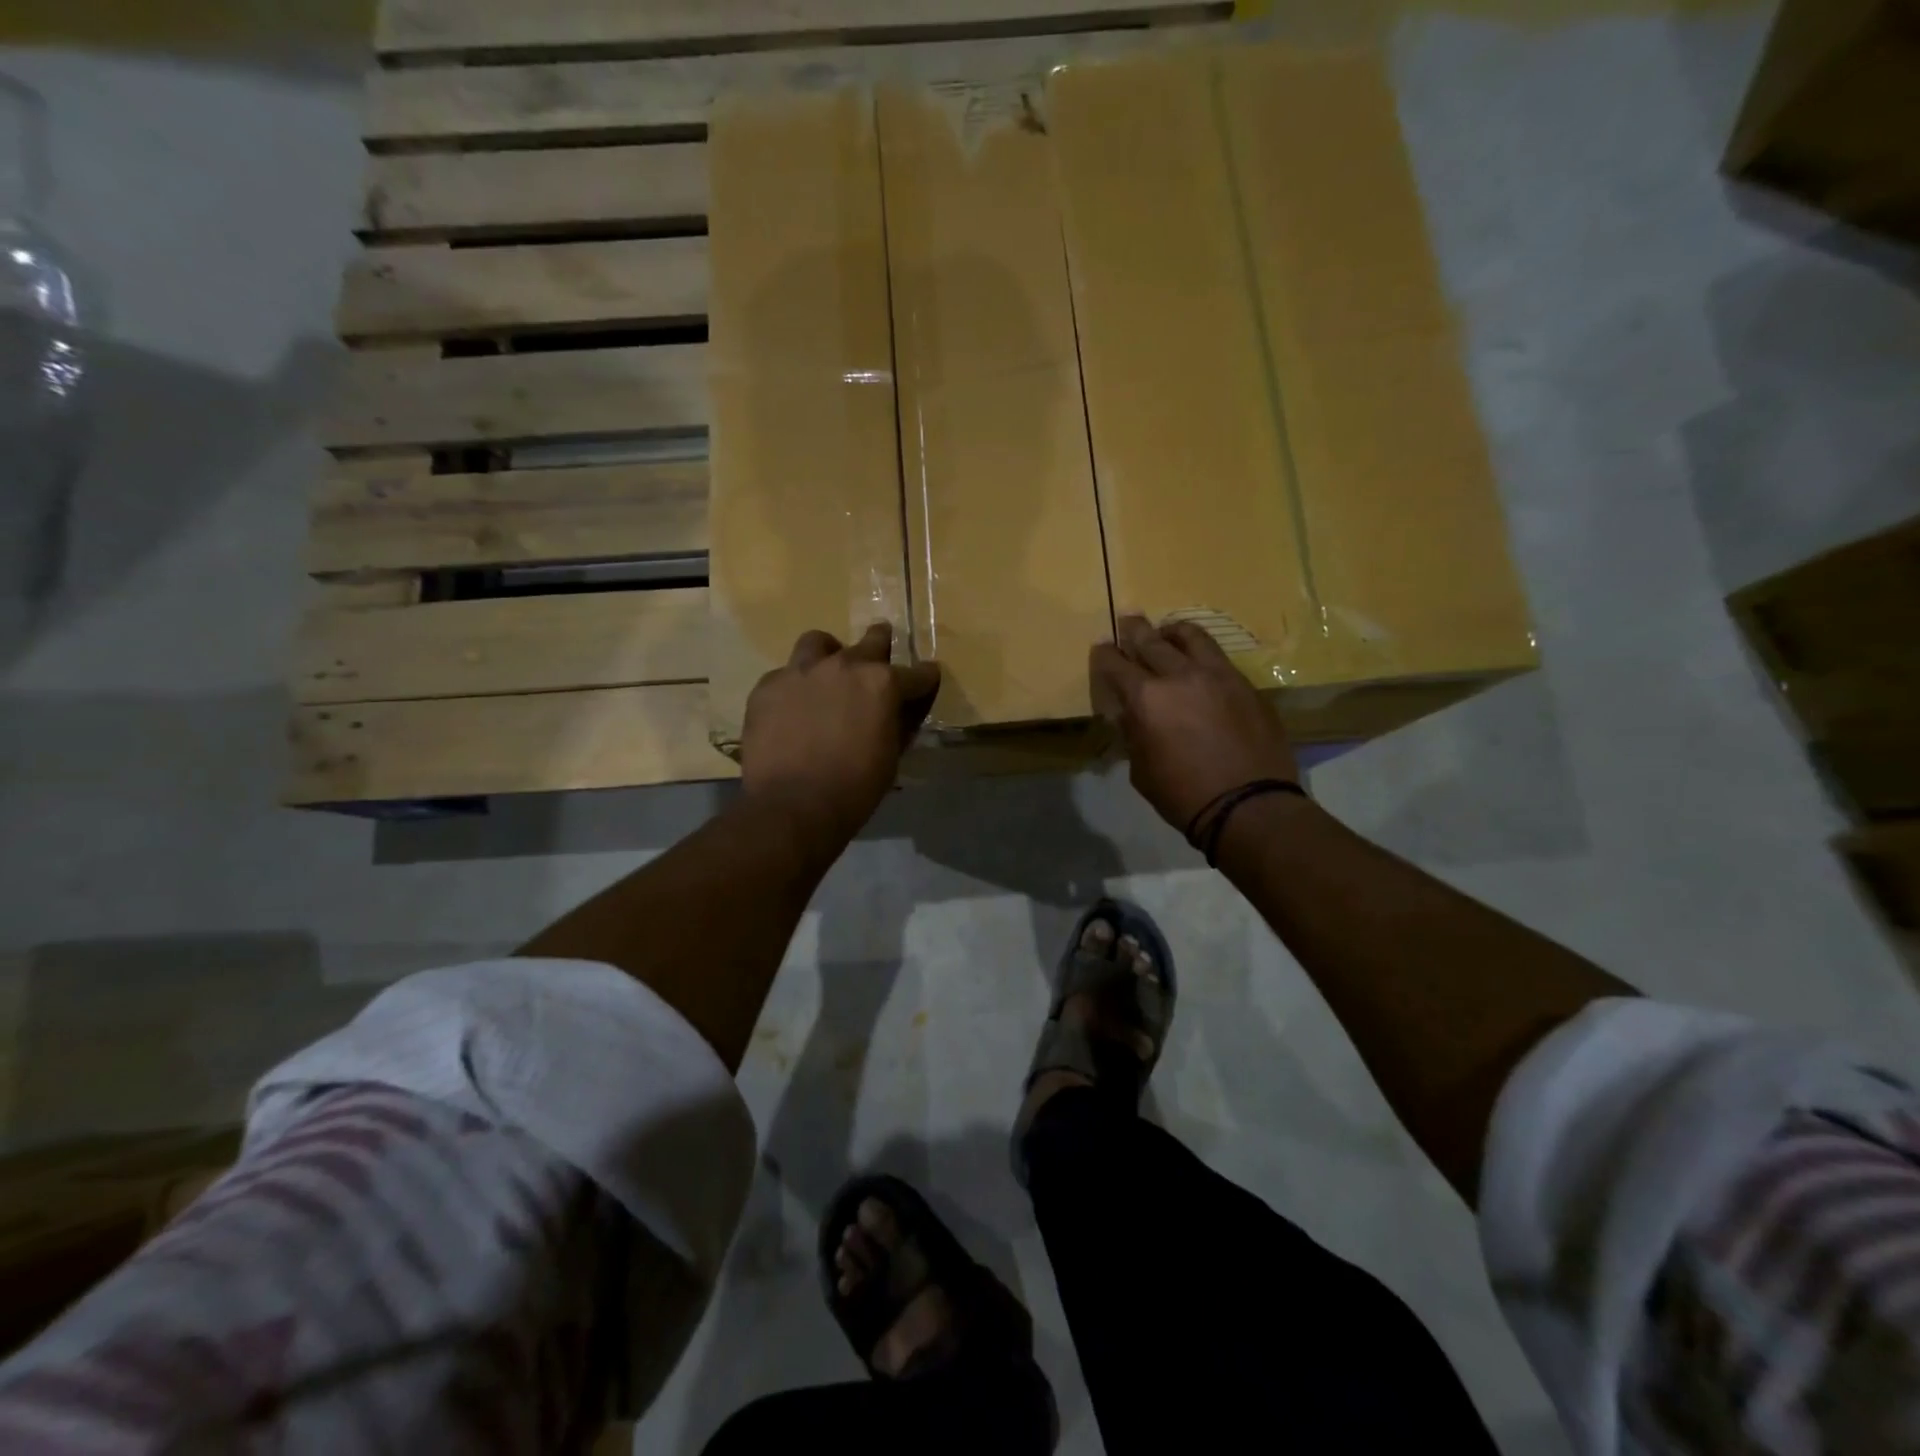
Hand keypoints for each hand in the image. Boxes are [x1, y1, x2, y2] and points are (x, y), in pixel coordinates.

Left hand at [741, 623, 941, 842]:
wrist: (791, 806)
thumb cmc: (853, 789)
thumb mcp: (890, 757)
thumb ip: (897, 724)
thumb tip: (900, 710)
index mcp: (883, 683)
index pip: (918, 673)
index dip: (925, 679)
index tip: (927, 681)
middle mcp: (844, 665)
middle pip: (872, 640)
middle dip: (882, 646)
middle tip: (880, 661)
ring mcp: (802, 671)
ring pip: (819, 643)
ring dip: (830, 654)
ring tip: (828, 673)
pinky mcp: (768, 686)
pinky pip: (786, 674)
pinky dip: (795, 686)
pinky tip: (793, 708)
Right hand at [1090, 615, 1299, 831]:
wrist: (1249, 805)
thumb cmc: (1183, 795)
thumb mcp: (1141, 769)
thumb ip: (1134, 734)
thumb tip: (1130, 714)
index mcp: (1147, 698)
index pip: (1116, 664)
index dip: (1104, 655)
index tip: (1101, 648)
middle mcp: (1181, 676)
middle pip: (1152, 640)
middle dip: (1134, 629)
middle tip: (1128, 620)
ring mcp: (1219, 676)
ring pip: (1192, 637)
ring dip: (1174, 631)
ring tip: (1168, 632)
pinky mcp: (1246, 685)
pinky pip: (1219, 658)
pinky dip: (1202, 654)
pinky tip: (1200, 664)